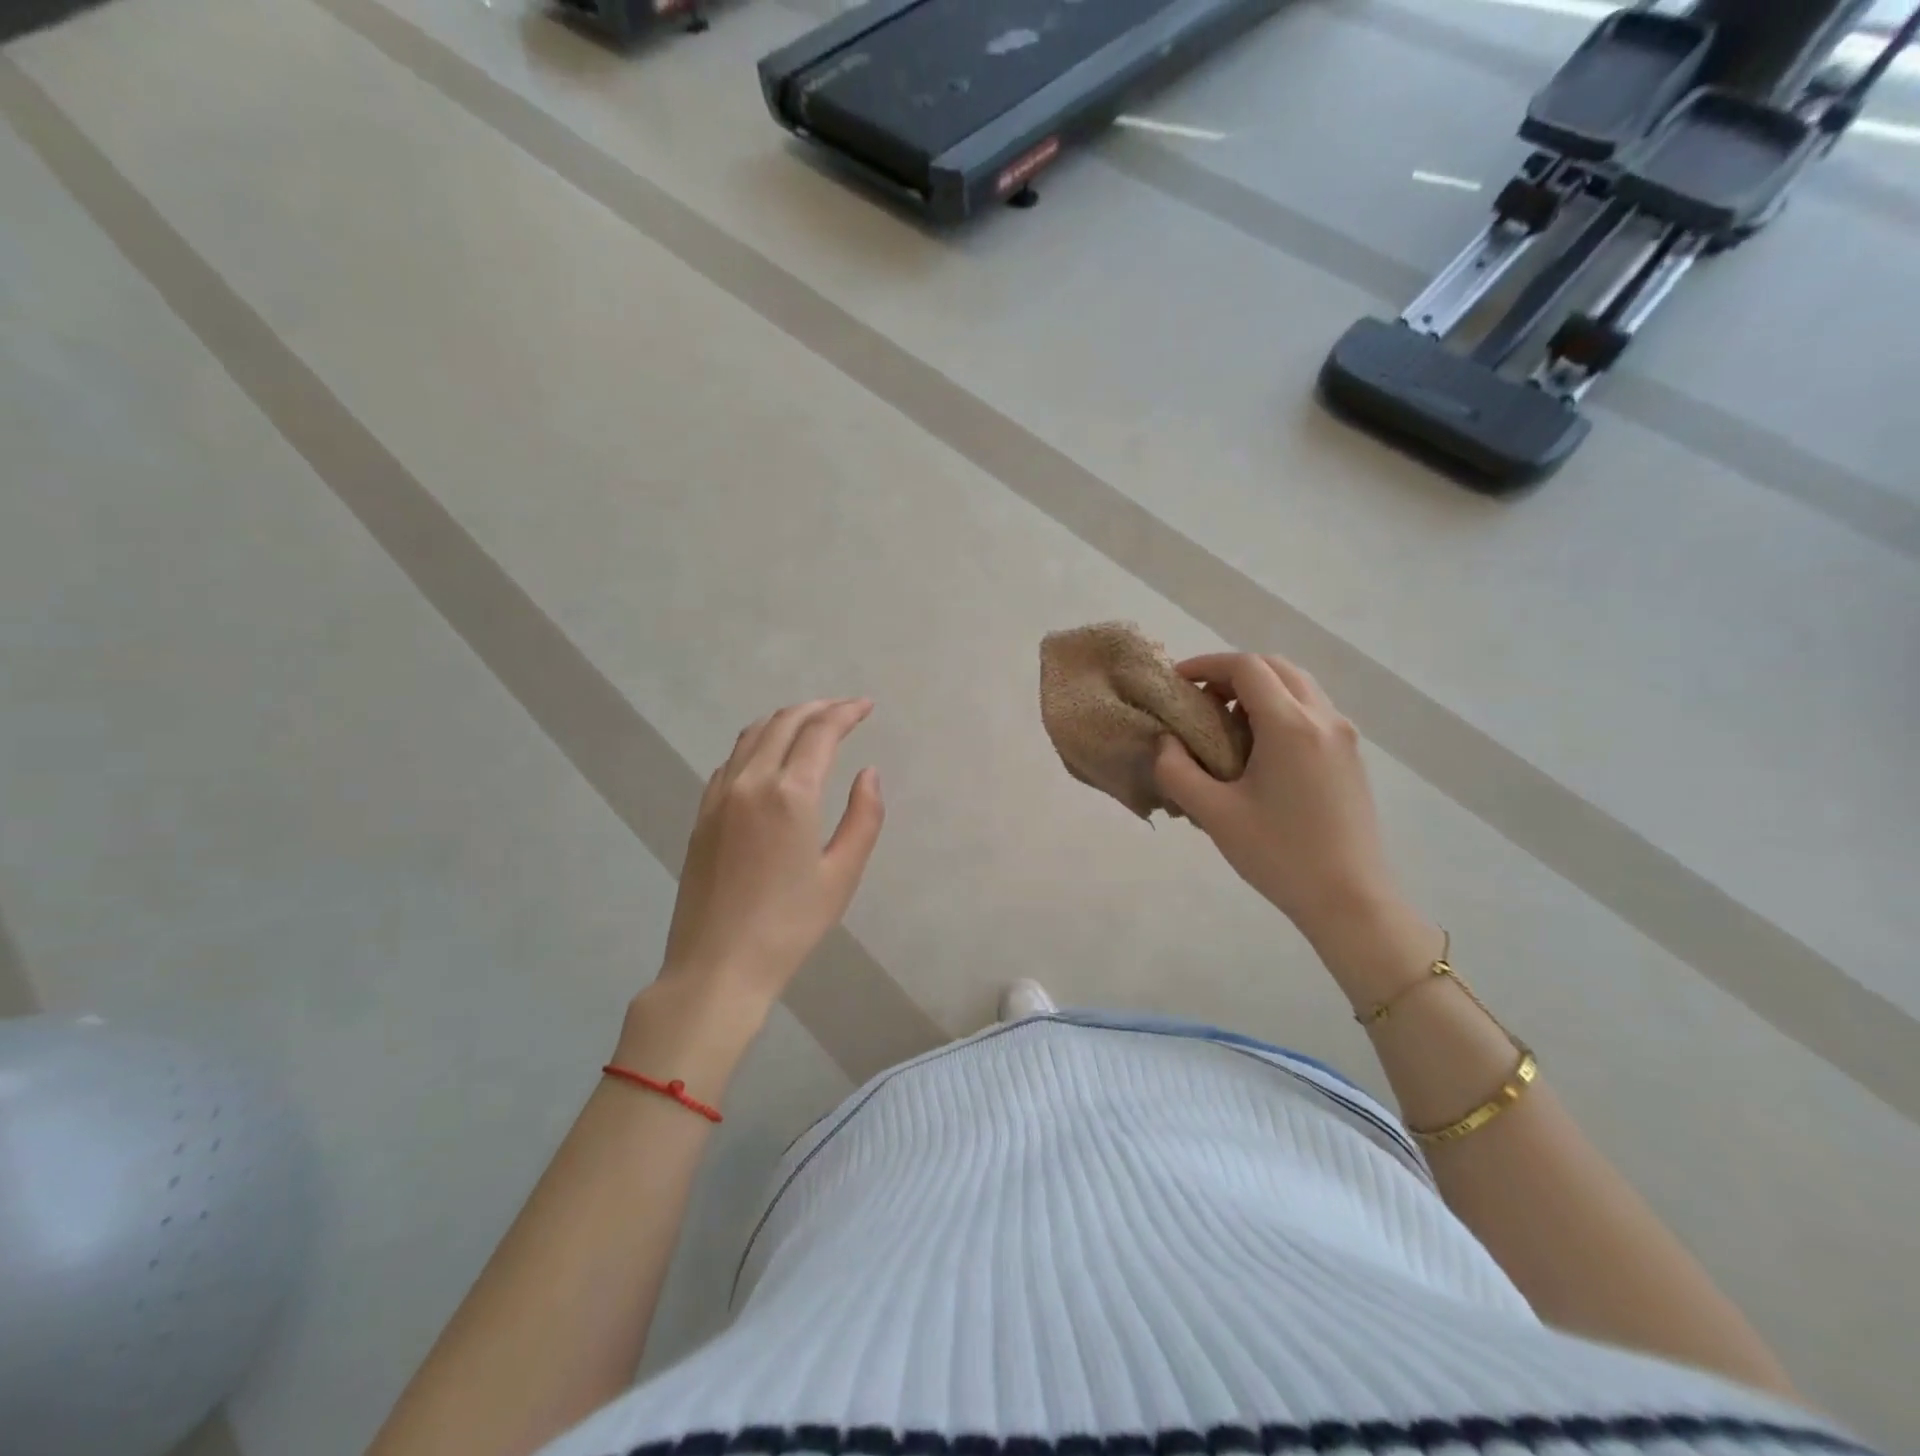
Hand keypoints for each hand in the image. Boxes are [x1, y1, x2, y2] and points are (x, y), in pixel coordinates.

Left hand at [660, 699, 884, 1005]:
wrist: (717, 965)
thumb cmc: (789, 925)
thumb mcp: (841, 875)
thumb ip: (863, 817)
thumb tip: (868, 773)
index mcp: (790, 794)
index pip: (820, 732)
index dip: (846, 713)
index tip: (866, 706)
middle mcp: (751, 782)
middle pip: (784, 722)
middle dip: (818, 708)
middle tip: (845, 710)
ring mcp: (720, 796)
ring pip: (753, 735)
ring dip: (785, 719)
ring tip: (811, 723)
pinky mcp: (702, 814)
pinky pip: (732, 760)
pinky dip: (757, 743)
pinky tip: (770, 757)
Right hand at [1153, 654, 1401, 943]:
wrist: (1350, 899)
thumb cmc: (1278, 855)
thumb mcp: (1214, 815)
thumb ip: (1177, 771)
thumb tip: (1165, 742)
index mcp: (1290, 726)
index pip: (1247, 667)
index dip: (1207, 664)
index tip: (1177, 681)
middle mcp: (1323, 719)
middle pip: (1276, 667)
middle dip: (1233, 672)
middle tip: (1200, 699)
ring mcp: (1344, 736)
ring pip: (1299, 686)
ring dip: (1259, 688)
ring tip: (1226, 721)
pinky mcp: (1351, 756)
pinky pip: (1313, 710)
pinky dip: (1280, 707)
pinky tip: (1259, 747)